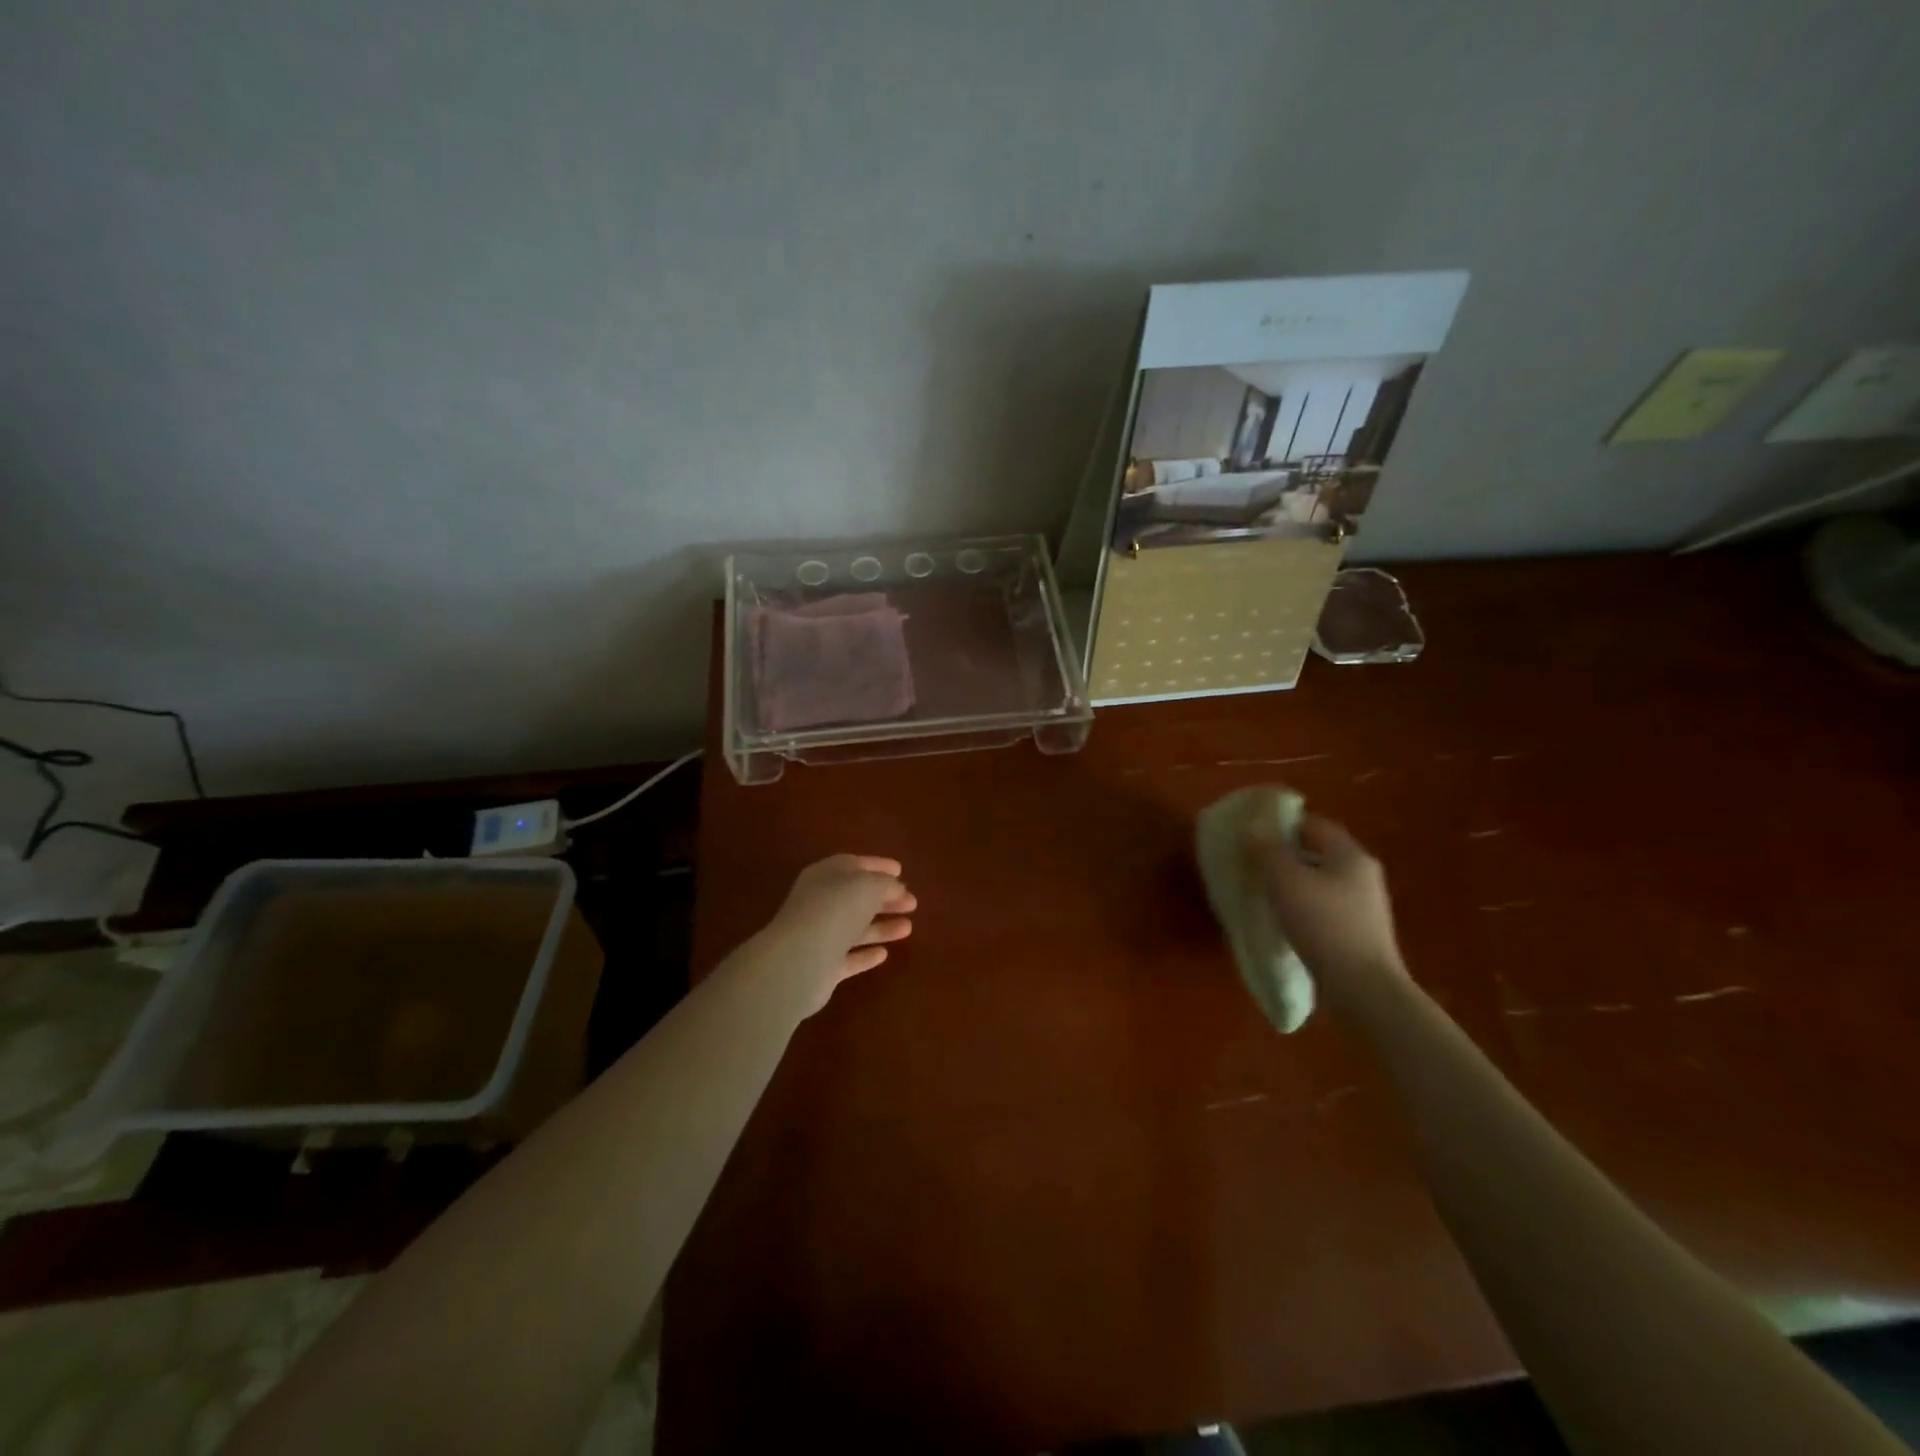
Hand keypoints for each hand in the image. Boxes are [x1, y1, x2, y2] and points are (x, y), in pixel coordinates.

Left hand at [760, 854, 915, 1015]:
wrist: (799, 961)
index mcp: (826, 875)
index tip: (901, 870)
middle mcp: (820, 903)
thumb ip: (885, 884)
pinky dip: (865, 955)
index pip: (854, 865)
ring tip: (908, 928)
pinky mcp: (822, 968)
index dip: (878, 866)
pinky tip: (884, 955)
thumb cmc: (835, 911)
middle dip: (885, 898)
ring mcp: (819, 936)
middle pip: (856, 898)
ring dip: (881, 927)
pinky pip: (849, 958)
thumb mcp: (868, 886)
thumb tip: (896, 888)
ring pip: (855, 928)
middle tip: (913, 903)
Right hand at [1251, 812, 1405, 992]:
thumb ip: (1268, 850)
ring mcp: (1365, 907)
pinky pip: (1326, 907)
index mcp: (1350, 855)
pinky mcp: (1360, 934)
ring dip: (1294, 882)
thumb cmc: (1323, 925)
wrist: (1364, 990)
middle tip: (1253, 861)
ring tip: (1263, 891)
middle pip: (1319, 853)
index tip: (1253, 831)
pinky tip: (1285, 920)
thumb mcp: (1286, 881)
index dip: (1284, 823)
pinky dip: (1304, 906)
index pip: (1315, 824)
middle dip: (1286, 854)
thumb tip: (1254, 826)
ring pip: (1322, 882)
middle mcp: (1363, 875)